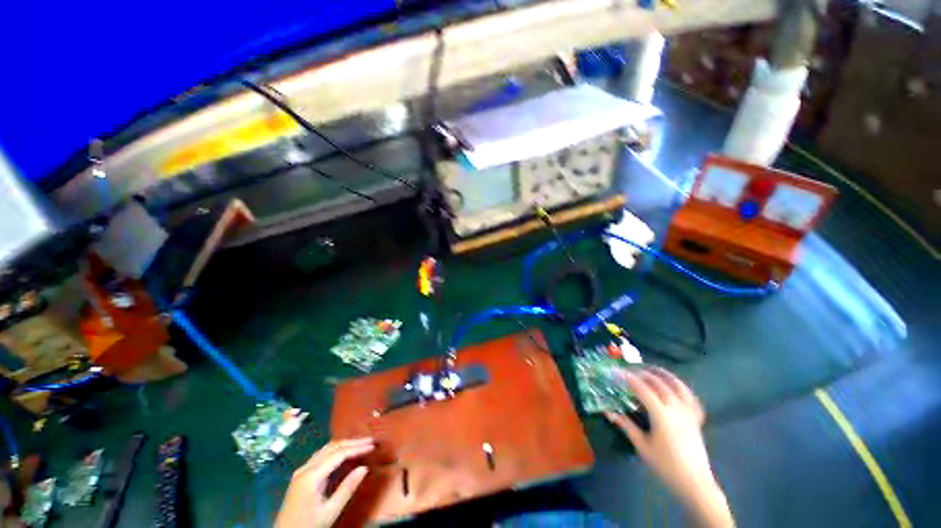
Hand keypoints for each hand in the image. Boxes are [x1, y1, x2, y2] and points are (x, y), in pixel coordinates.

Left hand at [275, 438, 373, 527]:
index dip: (357, 448)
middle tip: (370, 441)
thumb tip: (364, 468)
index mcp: (311, 476)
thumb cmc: (308, 526)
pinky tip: (344, 454)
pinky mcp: (301, 475)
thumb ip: (347, 489)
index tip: (372, 445)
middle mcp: (305, 468)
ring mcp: (301, 471)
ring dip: (344, 445)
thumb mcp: (330, 512)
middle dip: (352, 442)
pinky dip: (336, 451)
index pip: (338, 454)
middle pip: (332, 447)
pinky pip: (321, 456)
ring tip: (361, 445)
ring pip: (326, 449)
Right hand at [606, 368, 732, 527]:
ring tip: (650, 369)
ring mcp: (689, 412)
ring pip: (676, 385)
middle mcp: (676, 408)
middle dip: (641, 373)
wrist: (695, 484)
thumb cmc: (665, 466)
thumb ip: (626, 426)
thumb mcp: (642, 446)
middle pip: (658, 383)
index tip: (615, 372)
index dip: (627, 378)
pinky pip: (690, 396)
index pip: (641, 388)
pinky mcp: (696, 418)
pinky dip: (681, 387)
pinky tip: (674, 385)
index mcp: (661, 415)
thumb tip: (608, 412)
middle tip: (627, 371)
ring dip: (662, 374)